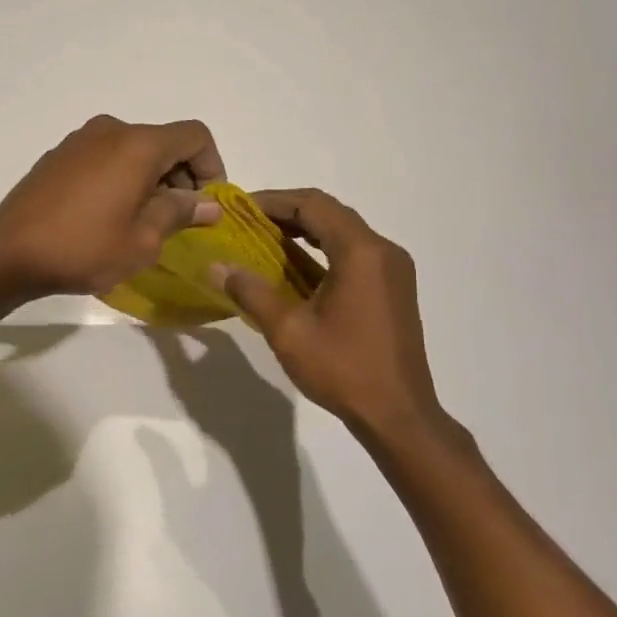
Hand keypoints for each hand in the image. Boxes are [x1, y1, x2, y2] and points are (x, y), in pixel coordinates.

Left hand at [0, 115, 225, 298]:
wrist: (8, 252)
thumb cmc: (83, 247)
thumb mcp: (143, 240)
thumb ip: (179, 213)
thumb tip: (208, 204)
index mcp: (138, 144)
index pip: (195, 136)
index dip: (212, 167)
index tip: (206, 205)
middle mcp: (112, 130)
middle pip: (165, 141)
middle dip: (181, 176)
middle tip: (179, 220)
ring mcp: (81, 139)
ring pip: (135, 150)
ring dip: (151, 179)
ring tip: (144, 222)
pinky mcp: (60, 154)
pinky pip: (107, 157)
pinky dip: (123, 177)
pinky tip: (110, 215)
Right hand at [211, 189, 440, 438]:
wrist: (399, 416)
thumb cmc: (344, 369)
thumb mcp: (288, 331)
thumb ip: (251, 292)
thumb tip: (217, 266)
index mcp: (361, 252)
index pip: (313, 205)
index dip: (274, 200)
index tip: (241, 208)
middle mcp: (382, 250)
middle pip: (331, 212)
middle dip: (289, 212)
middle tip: (250, 222)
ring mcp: (394, 269)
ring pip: (345, 231)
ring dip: (308, 229)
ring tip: (267, 239)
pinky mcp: (395, 287)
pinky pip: (356, 251)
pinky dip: (325, 249)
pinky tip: (299, 267)